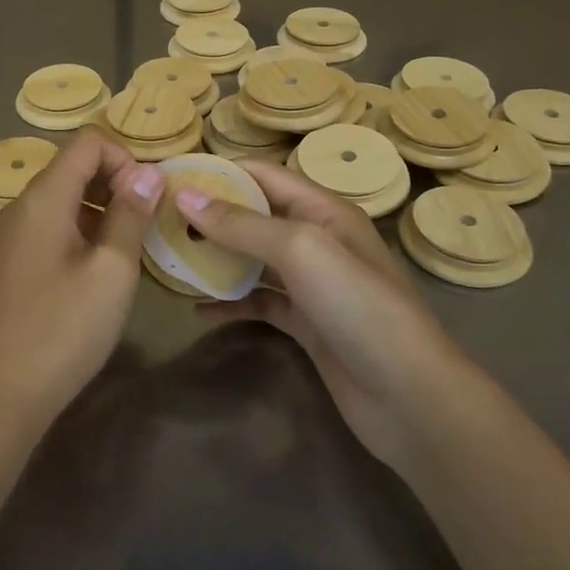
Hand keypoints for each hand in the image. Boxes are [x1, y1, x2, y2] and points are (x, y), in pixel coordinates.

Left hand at [0, 128, 163, 445]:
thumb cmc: (58, 333)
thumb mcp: (110, 273)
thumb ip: (131, 216)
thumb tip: (149, 174)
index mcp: (42, 198)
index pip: (88, 142)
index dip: (126, 158)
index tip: (148, 200)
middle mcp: (18, 208)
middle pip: (72, 168)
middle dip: (115, 185)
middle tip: (145, 228)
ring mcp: (6, 239)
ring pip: (60, 201)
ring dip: (99, 213)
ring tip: (126, 255)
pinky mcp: (4, 268)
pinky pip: (46, 230)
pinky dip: (78, 235)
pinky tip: (94, 277)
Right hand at [175, 163, 459, 472]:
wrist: (409, 397)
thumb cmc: (357, 306)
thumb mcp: (300, 250)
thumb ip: (242, 224)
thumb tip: (185, 196)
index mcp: (324, 209)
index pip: (263, 175)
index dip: (219, 172)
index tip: (171, 176)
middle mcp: (318, 239)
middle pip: (256, 216)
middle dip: (211, 215)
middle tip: (160, 220)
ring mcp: (313, 284)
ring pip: (254, 260)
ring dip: (217, 258)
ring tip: (171, 258)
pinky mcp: (307, 324)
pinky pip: (260, 302)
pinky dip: (232, 302)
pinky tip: (198, 309)